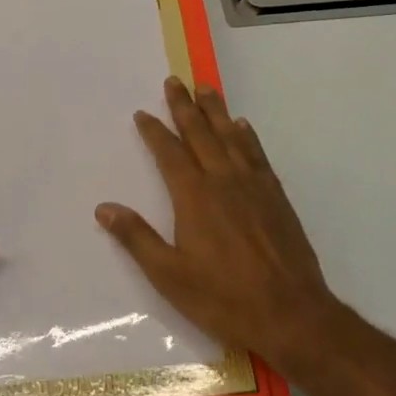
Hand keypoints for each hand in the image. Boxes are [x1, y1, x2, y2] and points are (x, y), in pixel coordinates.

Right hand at [96, 78, 337, 372]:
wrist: (291, 314)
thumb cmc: (224, 298)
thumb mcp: (169, 275)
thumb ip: (137, 238)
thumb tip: (104, 208)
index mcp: (194, 196)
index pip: (169, 153)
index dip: (154, 131)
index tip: (142, 112)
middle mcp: (223, 180)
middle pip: (200, 134)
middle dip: (184, 107)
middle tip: (174, 81)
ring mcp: (253, 185)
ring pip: (231, 136)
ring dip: (216, 111)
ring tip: (206, 88)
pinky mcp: (275, 196)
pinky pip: (257, 154)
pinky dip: (247, 136)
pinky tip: (243, 126)